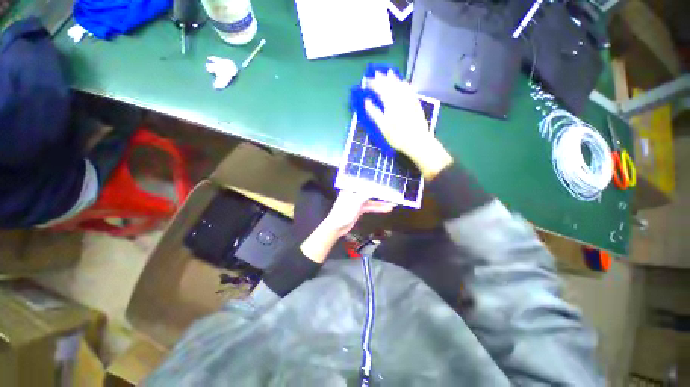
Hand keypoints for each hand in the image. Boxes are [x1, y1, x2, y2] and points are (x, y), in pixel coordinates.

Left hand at [322, 191, 395, 236]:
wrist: (336, 227)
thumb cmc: (342, 213)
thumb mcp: (355, 202)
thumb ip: (365, 194)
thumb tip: (374, 188)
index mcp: (350, 189)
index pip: (365, 183)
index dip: (375, 184)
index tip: (385, 185)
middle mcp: (354, 193)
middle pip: (369, 192)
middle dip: (380, 194)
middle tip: (391, 194)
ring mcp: (357, 201)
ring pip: (371, 201)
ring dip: (381, 203)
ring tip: (391, 204)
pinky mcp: (359, 209)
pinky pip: (370, 207)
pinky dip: (377, 208)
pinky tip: (385, 209)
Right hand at [364, 71, 452, 179]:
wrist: (418, 141)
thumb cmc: (398, 136)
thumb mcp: (383, 127)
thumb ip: (374, 113)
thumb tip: (367, 101)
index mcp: (391, 103)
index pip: (380, 89)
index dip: (373, 84)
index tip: (366, 81)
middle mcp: (400, 98)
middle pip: (391, 84)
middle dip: (383, 78)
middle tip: (376, 73)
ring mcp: (409, 100)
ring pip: (401, 85)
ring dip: (394, 78)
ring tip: (389, 73)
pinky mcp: (416, 104)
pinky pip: (410, 90)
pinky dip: (405, 85)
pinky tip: (404, 83)